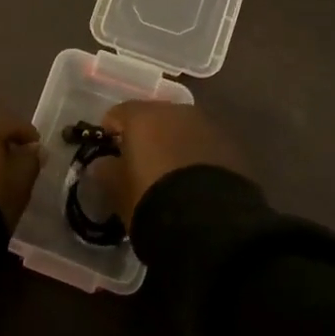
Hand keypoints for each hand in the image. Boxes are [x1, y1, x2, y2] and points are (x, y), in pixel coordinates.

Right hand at [95, 101, 248, 226]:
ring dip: (173, 144)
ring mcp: (207, 126)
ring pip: (181, 129)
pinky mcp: (231, 146)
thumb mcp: (117, 190)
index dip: (110, 133)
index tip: (108, 154)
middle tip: (140, 163)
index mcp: (143, 115)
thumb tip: (103, 164)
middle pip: (153, 117)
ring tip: (169, 173)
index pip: (117, 114)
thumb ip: (105, 170)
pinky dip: (195, 156)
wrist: (210, 223)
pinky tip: (193, 181)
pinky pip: (204, 145)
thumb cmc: (150, 199)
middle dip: (145, 135)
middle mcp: (176, 111)